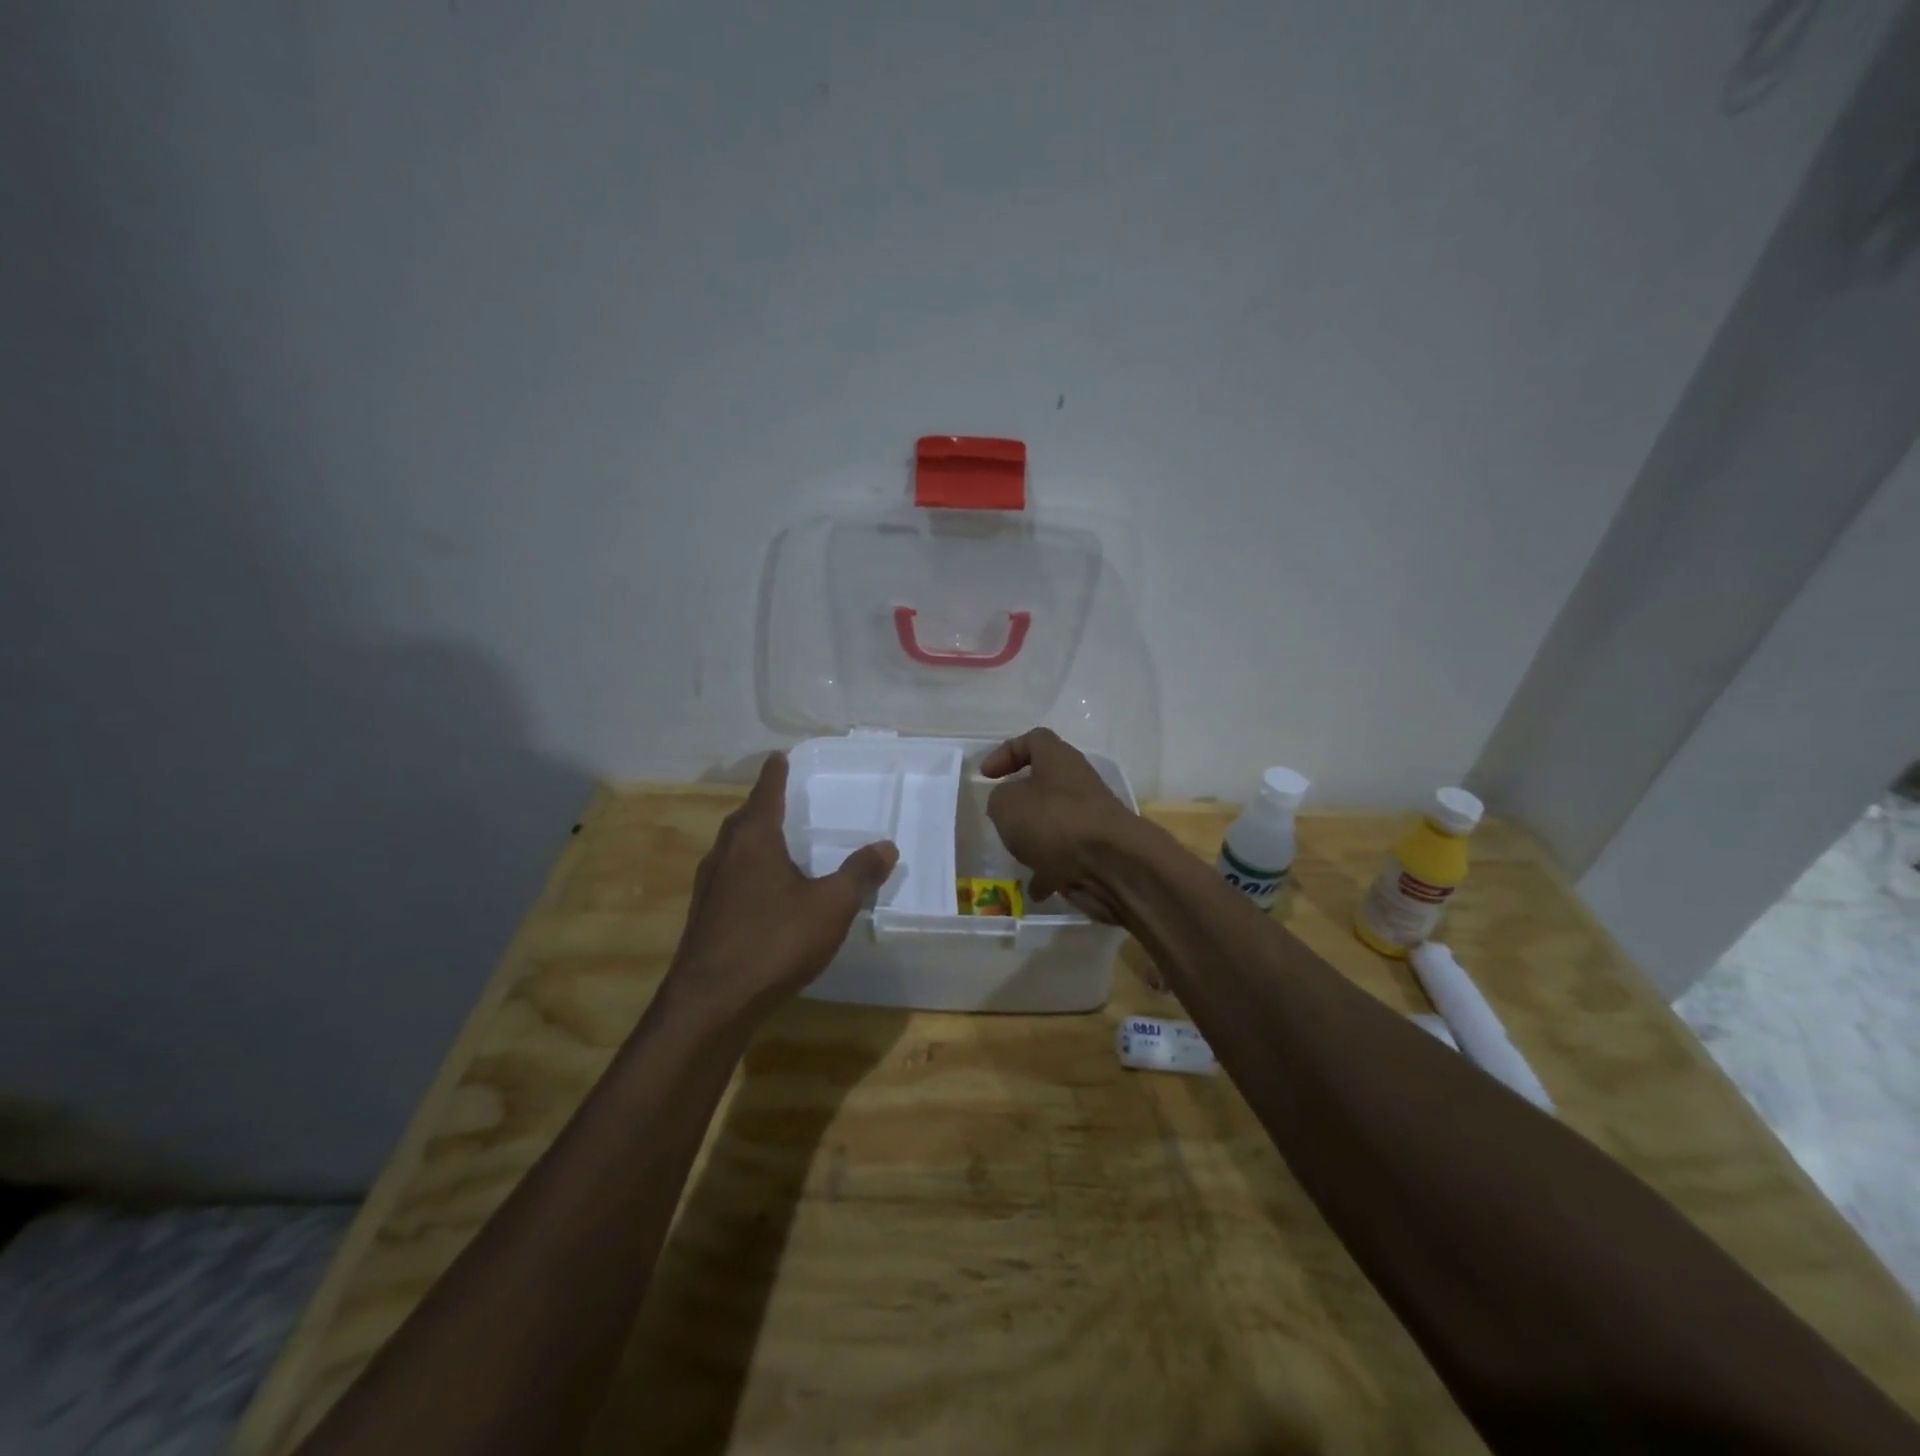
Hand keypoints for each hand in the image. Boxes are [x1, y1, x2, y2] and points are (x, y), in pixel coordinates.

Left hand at [665, 753, 896, 1025]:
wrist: (711, 1002)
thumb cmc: (774, 940)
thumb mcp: (831, 905)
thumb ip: (859, 874)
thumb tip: (886, 846)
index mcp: (754, 839)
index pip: (766, 793)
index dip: (775, 774)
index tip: (778, 756)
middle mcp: (725, 855)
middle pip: (743, 819)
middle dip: (762, 806)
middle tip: (781, 799)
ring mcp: (708, 888)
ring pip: (732, 850)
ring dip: (752, 839)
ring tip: (775, 842)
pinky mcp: (703, 918)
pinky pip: (728, 878)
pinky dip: (747, 870)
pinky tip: (763, 893)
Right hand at [981, 727, 1144, 920]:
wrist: (1112, 864)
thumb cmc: (1053, 821)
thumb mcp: (1006, 804)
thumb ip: (999, 799)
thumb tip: (1008, 804)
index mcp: (1058, 759)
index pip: (1033, 740)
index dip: (1006, 752)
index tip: (986, 776)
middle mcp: (1077, 783)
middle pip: (1045, 782)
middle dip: (1021, 800)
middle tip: (1000, 816)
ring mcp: (1089, 818)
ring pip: (1055, 821)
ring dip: (1034, 837)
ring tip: (1015, 854)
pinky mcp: (1096, 850)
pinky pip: (1065, 857)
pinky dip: (1049, 870)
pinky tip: (1035, 888)